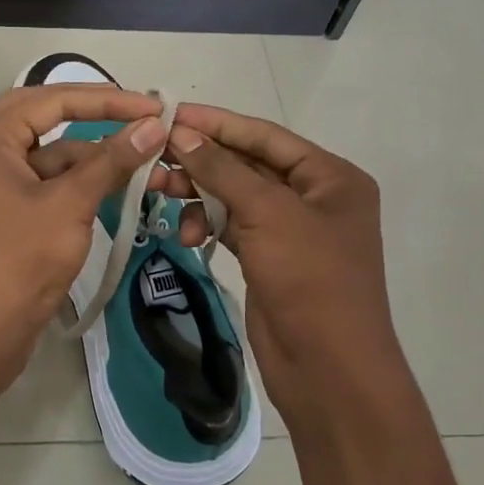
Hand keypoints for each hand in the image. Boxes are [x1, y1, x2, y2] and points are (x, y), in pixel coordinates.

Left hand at [0, 84, 170, 400]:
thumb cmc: (19, 261)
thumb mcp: (70, 205)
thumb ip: (111, 161)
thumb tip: (153, 125)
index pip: (53, 99)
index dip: (106, 99)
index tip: (152, 107)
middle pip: (47, 120)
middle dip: (94, 118)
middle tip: (139, 119)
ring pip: (51, 157)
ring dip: (93, 159)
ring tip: (145, 165)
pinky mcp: (7, 215)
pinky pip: (47, 185)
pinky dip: (80, 186)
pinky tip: (116, 191)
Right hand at [165, 106, 409, 432]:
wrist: (329, 371)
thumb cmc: (310, 280)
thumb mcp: (268, 214)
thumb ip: (222, 169)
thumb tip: (182, 133)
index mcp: (330, 177)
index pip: (264, 135)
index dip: (217, 123)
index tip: (170, 114)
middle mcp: (313, 197)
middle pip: (247, 164)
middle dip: (201, 161)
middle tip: (153, 157)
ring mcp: (290, 230)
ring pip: (234, 195)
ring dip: (198, 193)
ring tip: (159, 192)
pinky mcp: (268, 258)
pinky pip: (231, 226)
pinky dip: (207, 224)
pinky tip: (186, 234)